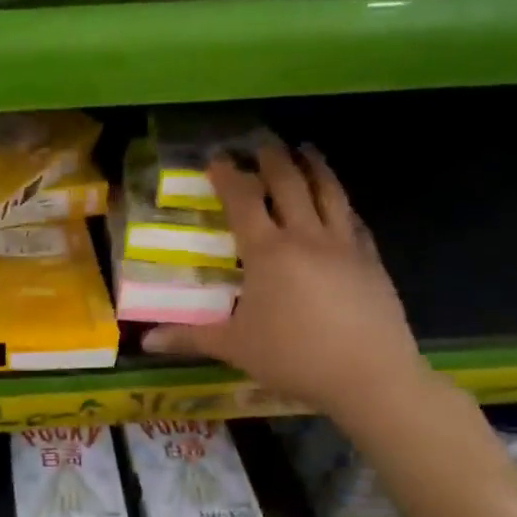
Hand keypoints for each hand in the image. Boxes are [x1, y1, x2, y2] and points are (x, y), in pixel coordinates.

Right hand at [144, 140, 425, 421]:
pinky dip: (341, 202)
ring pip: (328, 192)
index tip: (217, 158)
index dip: (228, 176)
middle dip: (273, 158)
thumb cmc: (294, 357)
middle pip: (289, 184)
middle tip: (262, 140)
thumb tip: (146, 341)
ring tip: (306, 149)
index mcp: (268, 252)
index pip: (243, 201)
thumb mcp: (235, 347)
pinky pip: (353, 219)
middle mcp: (306, 237)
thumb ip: (190, 338)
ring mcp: (344, 245)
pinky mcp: (371, 260)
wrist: (370, 376)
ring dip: (314, 166)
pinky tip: (338, 202)